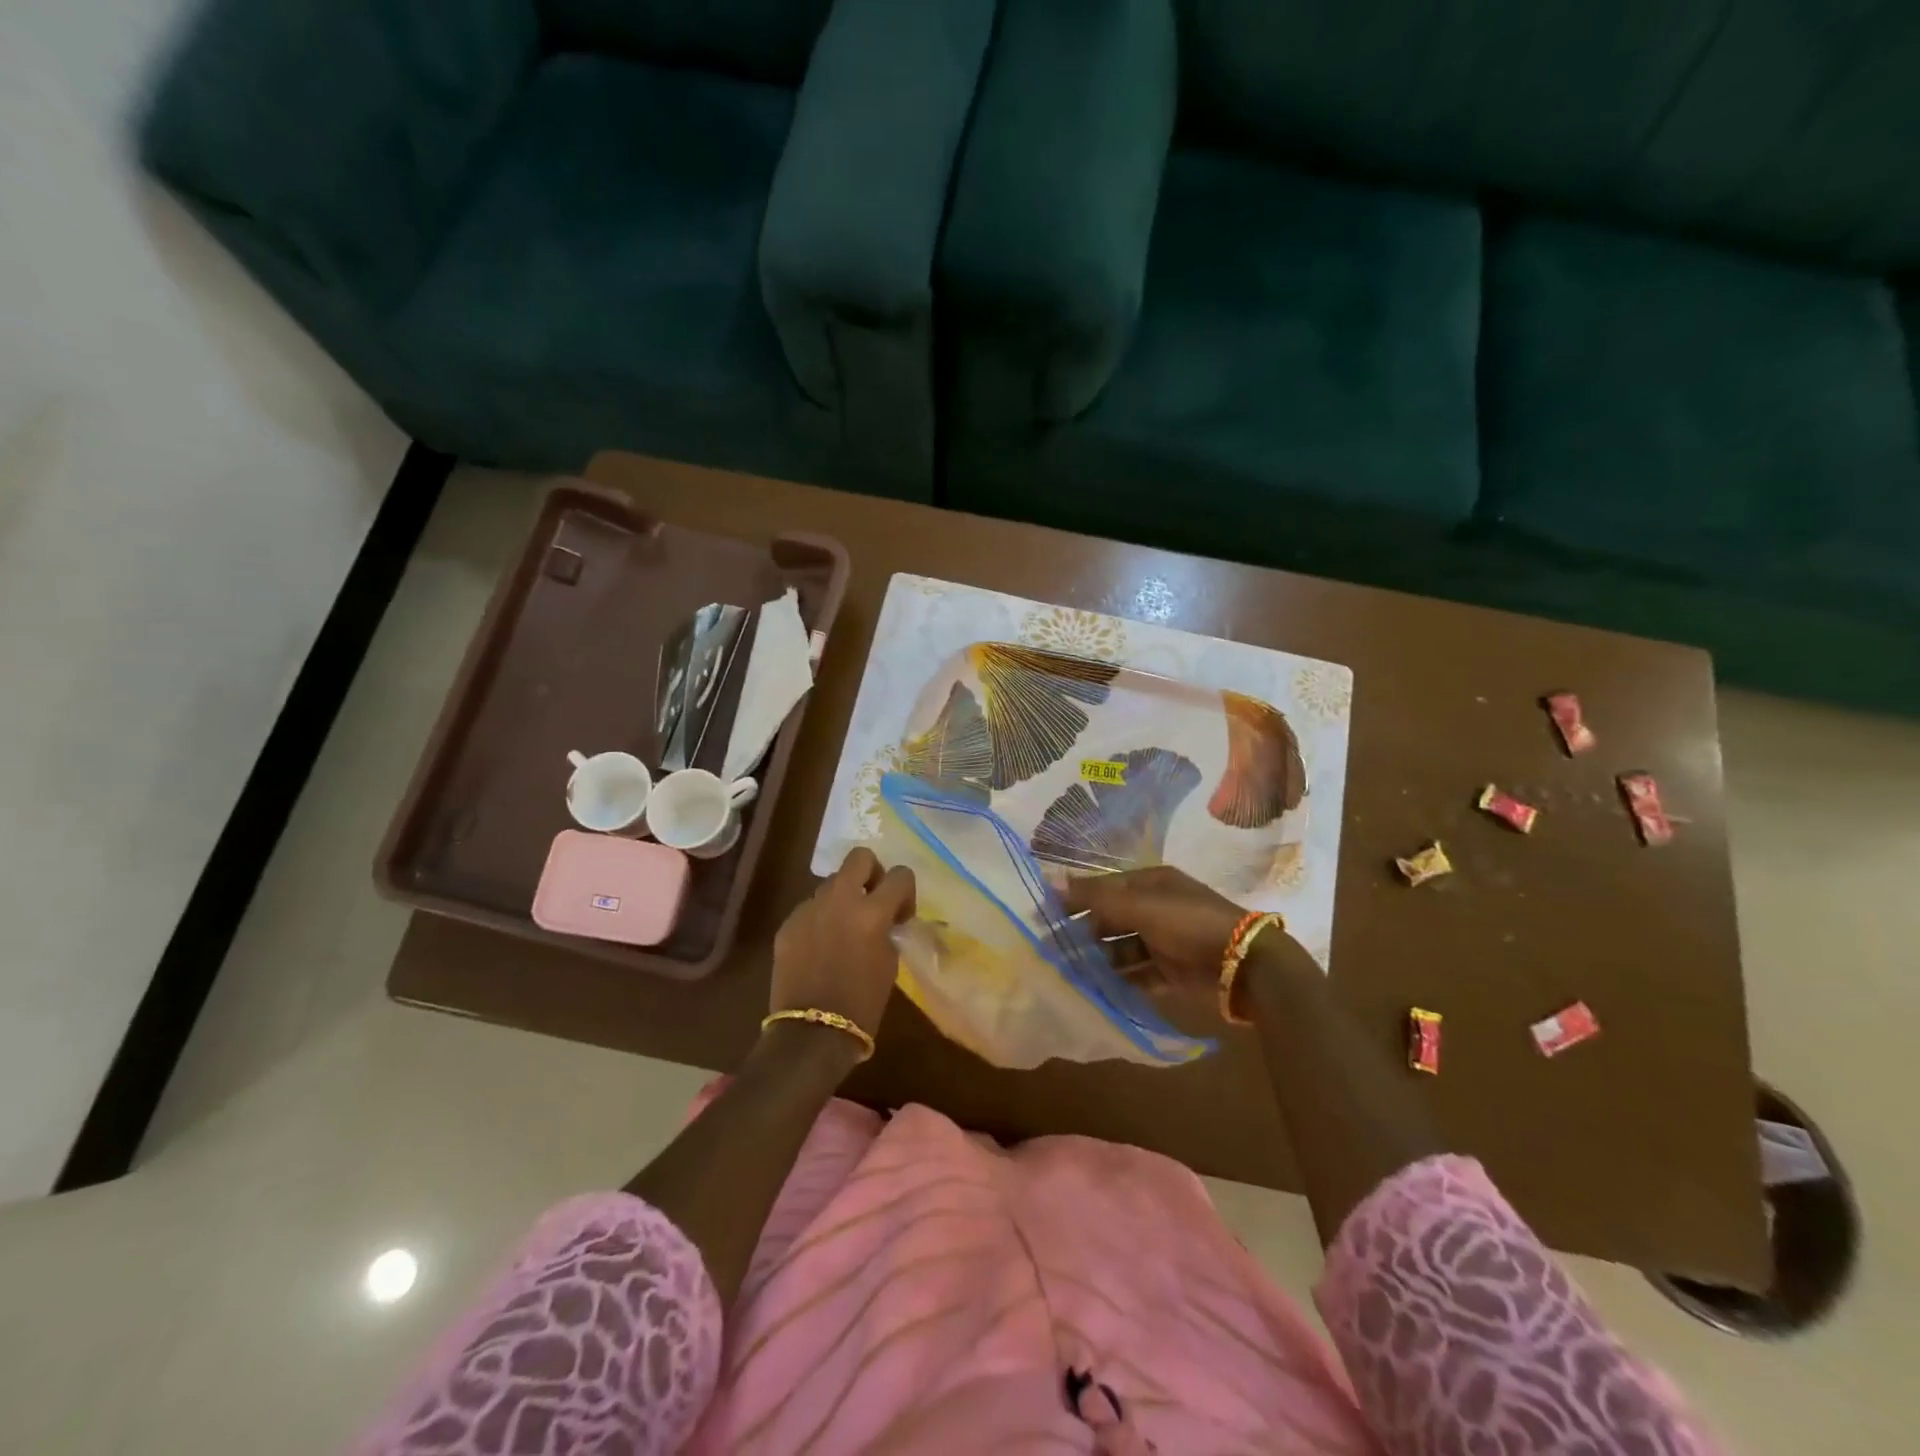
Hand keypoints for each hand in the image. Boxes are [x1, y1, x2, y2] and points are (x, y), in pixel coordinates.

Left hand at [770, 847, 914, 1041]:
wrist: (812, 1034)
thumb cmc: (862, 1004)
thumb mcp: (889, 962)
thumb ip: (887, 928)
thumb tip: (884, 917)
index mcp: (871, 912)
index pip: (900, 875)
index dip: (905, 892)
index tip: (900, 914)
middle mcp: (839, 900)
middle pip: (859, 857)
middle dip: (872, 873)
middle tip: (873, 900)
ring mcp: (809, 909)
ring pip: (831, 883)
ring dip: (843, 897)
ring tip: (844, 929)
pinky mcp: (788, 924)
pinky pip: (810, 908)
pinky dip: (821, 919)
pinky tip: (821, 947)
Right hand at [1062, 866, 1247, 992]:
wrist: (1245, 964)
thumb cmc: (1189, 923)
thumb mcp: (1141, 906)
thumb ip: (1096, 898)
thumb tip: (1051, 883)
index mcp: (1151, 883)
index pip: (1105, 887)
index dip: (1076, 898)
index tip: (1045, 915)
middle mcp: (1157, 908)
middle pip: (1112, 918)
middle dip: (1085, 931)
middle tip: (1054, 949)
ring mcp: (1166, 940)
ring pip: (1123, 948)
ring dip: (1100, 958)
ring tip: (1072, 972)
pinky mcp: (1173, 970)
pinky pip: (1139, 973)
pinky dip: (1121, 980)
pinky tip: (1098, 989)